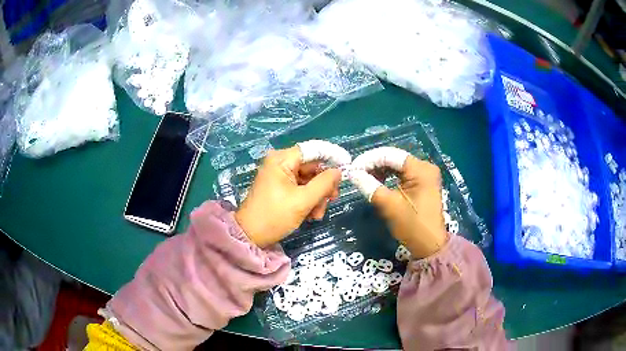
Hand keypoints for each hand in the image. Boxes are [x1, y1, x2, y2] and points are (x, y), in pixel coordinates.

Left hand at [235, 144, 346, 247]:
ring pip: (308, 180)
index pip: (313, 150)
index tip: (347, 167)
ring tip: (317, 215)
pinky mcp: (280, 188)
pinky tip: (311, 215)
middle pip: (312, 167)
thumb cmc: (275, 216)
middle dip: (323, 186)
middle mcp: (280, 163)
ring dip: (317, 197)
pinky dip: (309, 200)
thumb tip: (338, 171)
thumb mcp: (303, 201)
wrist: (250, 236)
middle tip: (332, 200)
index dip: (331, 157)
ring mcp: (279, 176)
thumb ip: (324, 183)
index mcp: (281, 159)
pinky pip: (300, 188)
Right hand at [349, 148, 446, 257]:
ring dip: (380, 170)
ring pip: (397, 165)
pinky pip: (402, 174)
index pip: (390, 155)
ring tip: (364, 178)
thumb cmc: (412, 226)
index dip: (369, 159)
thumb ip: (370, 186)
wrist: (430, 245)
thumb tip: (353, 173)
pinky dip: (388, 176)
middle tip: (356, 174)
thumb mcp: (389, 206)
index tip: (352, 169)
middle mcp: (425, 167)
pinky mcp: (423, 183)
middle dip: (373, 164)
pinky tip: (378, 182)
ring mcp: (425, 175)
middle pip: (394, 158)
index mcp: (421, 169)